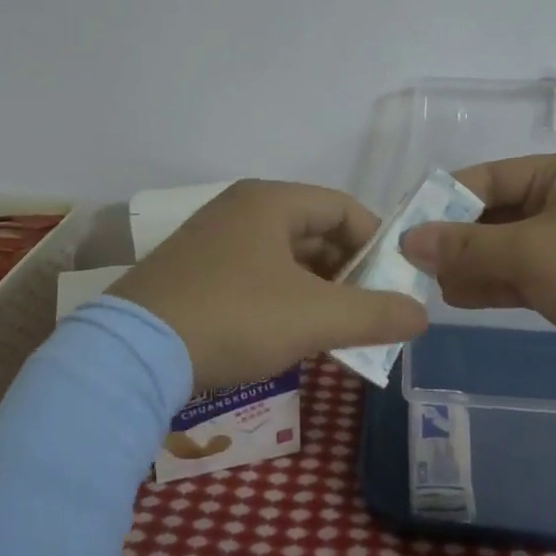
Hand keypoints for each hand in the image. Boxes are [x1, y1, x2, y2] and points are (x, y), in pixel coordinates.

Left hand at [109, 180, 428, 390]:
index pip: (343, 208)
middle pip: (314, 232)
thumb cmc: (235, 318)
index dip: (377, 243)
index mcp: (270, 201)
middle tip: (368, 312)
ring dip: (317, 290)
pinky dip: (283, 298)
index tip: (395, 284)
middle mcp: (240, 209)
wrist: (133, 354)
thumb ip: (375, 314)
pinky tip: (289, 334)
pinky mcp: (193, 271)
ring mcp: (212, 239)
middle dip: (348, 273)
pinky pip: (256, 274)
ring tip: (336, 329)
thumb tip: (422, 314)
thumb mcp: (314, 317)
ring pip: (284, 257)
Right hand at [399, 154, 555, 405]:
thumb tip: (410, 240)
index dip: (445, 201)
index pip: (490, 178)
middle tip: (412, 263)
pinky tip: (457, 298)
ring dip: (471, 264)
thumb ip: (468, 244)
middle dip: (456, 238)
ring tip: (429, 284)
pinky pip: (523, 277)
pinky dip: (493, 285)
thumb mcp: (533, 252)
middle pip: (496, 214)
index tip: (405, 227)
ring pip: (507, 249)